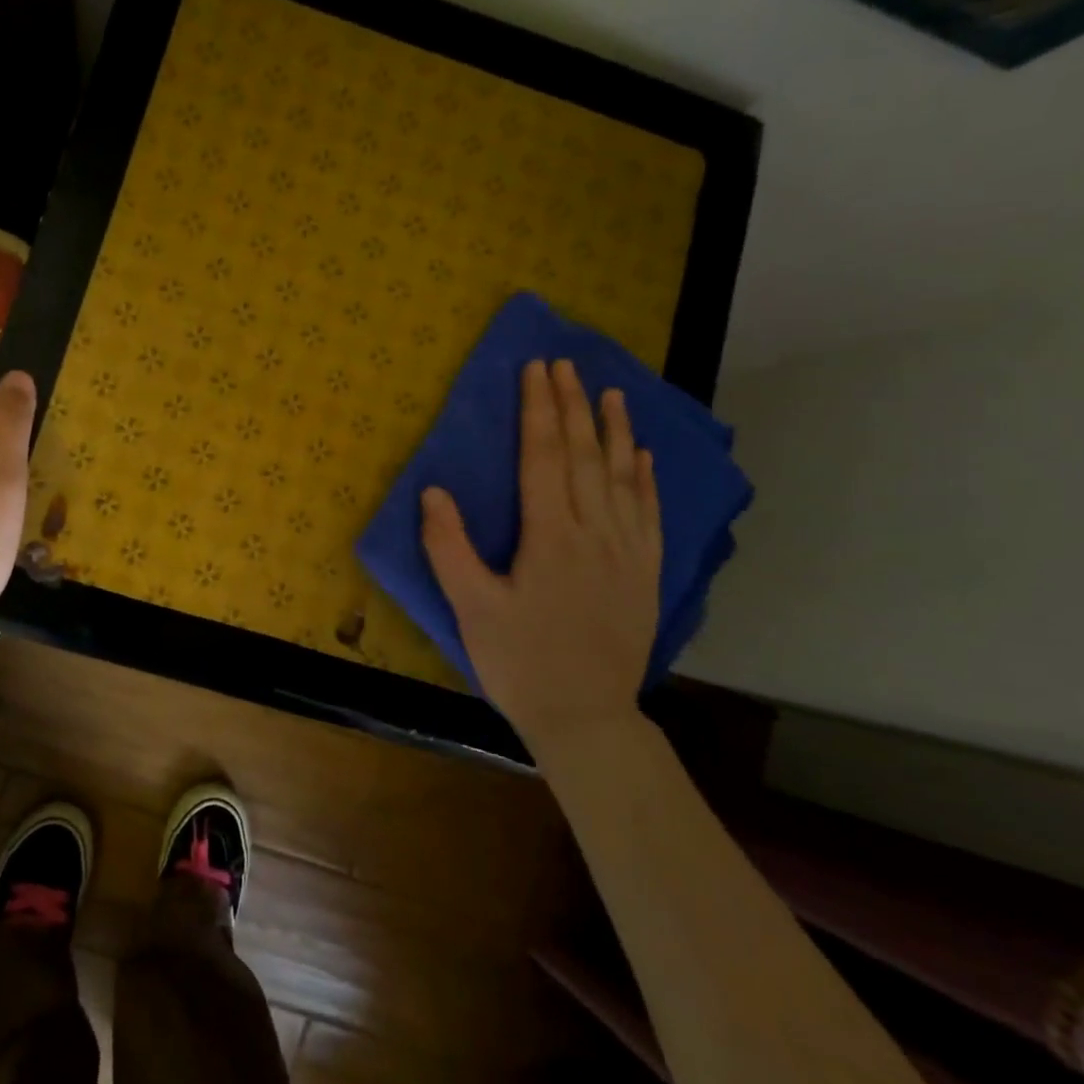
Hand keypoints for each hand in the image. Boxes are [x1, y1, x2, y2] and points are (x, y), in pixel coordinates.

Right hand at [420, 358, 661, 756]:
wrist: (586, 718)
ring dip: (616, 431)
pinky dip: (647, 478)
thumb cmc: (520, 662)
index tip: (536, 370)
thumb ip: (449, 548)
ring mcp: (627, 553)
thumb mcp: (471, 609)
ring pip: (624, 477)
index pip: (544, 457)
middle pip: (585, 456)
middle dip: (573, 406)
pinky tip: (644, 455)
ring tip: (611, 392)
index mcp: (550, 537)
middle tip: (566, 365)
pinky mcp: (646, 574)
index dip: (539, 410)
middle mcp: (595, 533)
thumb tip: (434, 491)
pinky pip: (650, 513)